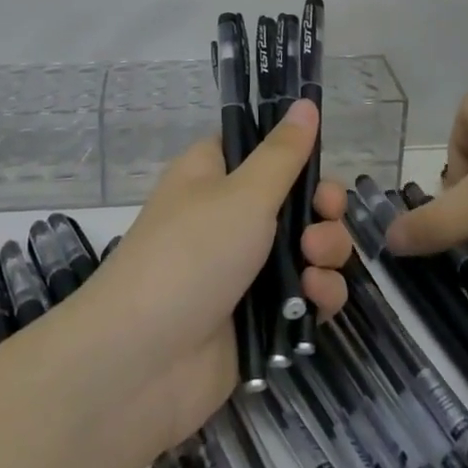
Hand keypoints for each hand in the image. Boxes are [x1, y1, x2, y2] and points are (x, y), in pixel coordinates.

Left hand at [74, 97, 355, 450]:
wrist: (141, 365)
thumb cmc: (190, 256)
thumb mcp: (243, 194)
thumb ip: (284, 153)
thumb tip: (305, 103)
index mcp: (214, 175)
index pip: (262, 148)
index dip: (295, 153)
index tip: (319, 162)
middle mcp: (229, 217)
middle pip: (295, 199)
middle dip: (322, 207)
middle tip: (326, 215)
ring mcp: (244, 270)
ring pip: (307, 249)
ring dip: (325, 252)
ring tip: (315, 264)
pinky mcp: (259, 319)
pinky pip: (304, 297)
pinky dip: (317, 296)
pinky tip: (315, 302)